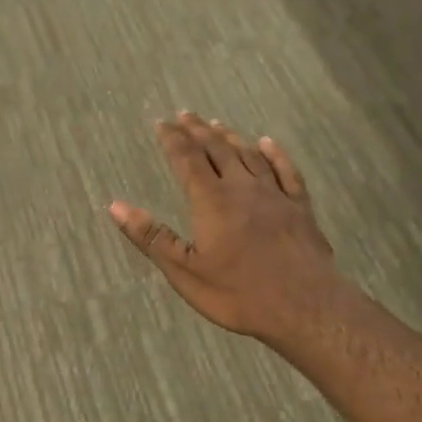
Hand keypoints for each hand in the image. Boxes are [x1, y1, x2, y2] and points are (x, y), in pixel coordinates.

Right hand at [109, 112, 340, 349]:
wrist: (306, 307)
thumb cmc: (238, 293)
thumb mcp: (184, 271)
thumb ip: (151, 236)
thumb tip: (115, 206)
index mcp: (211, 201)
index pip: (186, 160)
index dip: (172, 140)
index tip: (161, 123)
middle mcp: (242, 188)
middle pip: (217, 150)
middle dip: (198, 131)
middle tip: (185, 115)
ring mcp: (275, 195)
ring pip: (249, 155)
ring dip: (230, 137)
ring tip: (216, 124)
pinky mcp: (300, 207)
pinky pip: (285, 170)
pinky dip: (274, 153)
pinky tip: (267, 143)